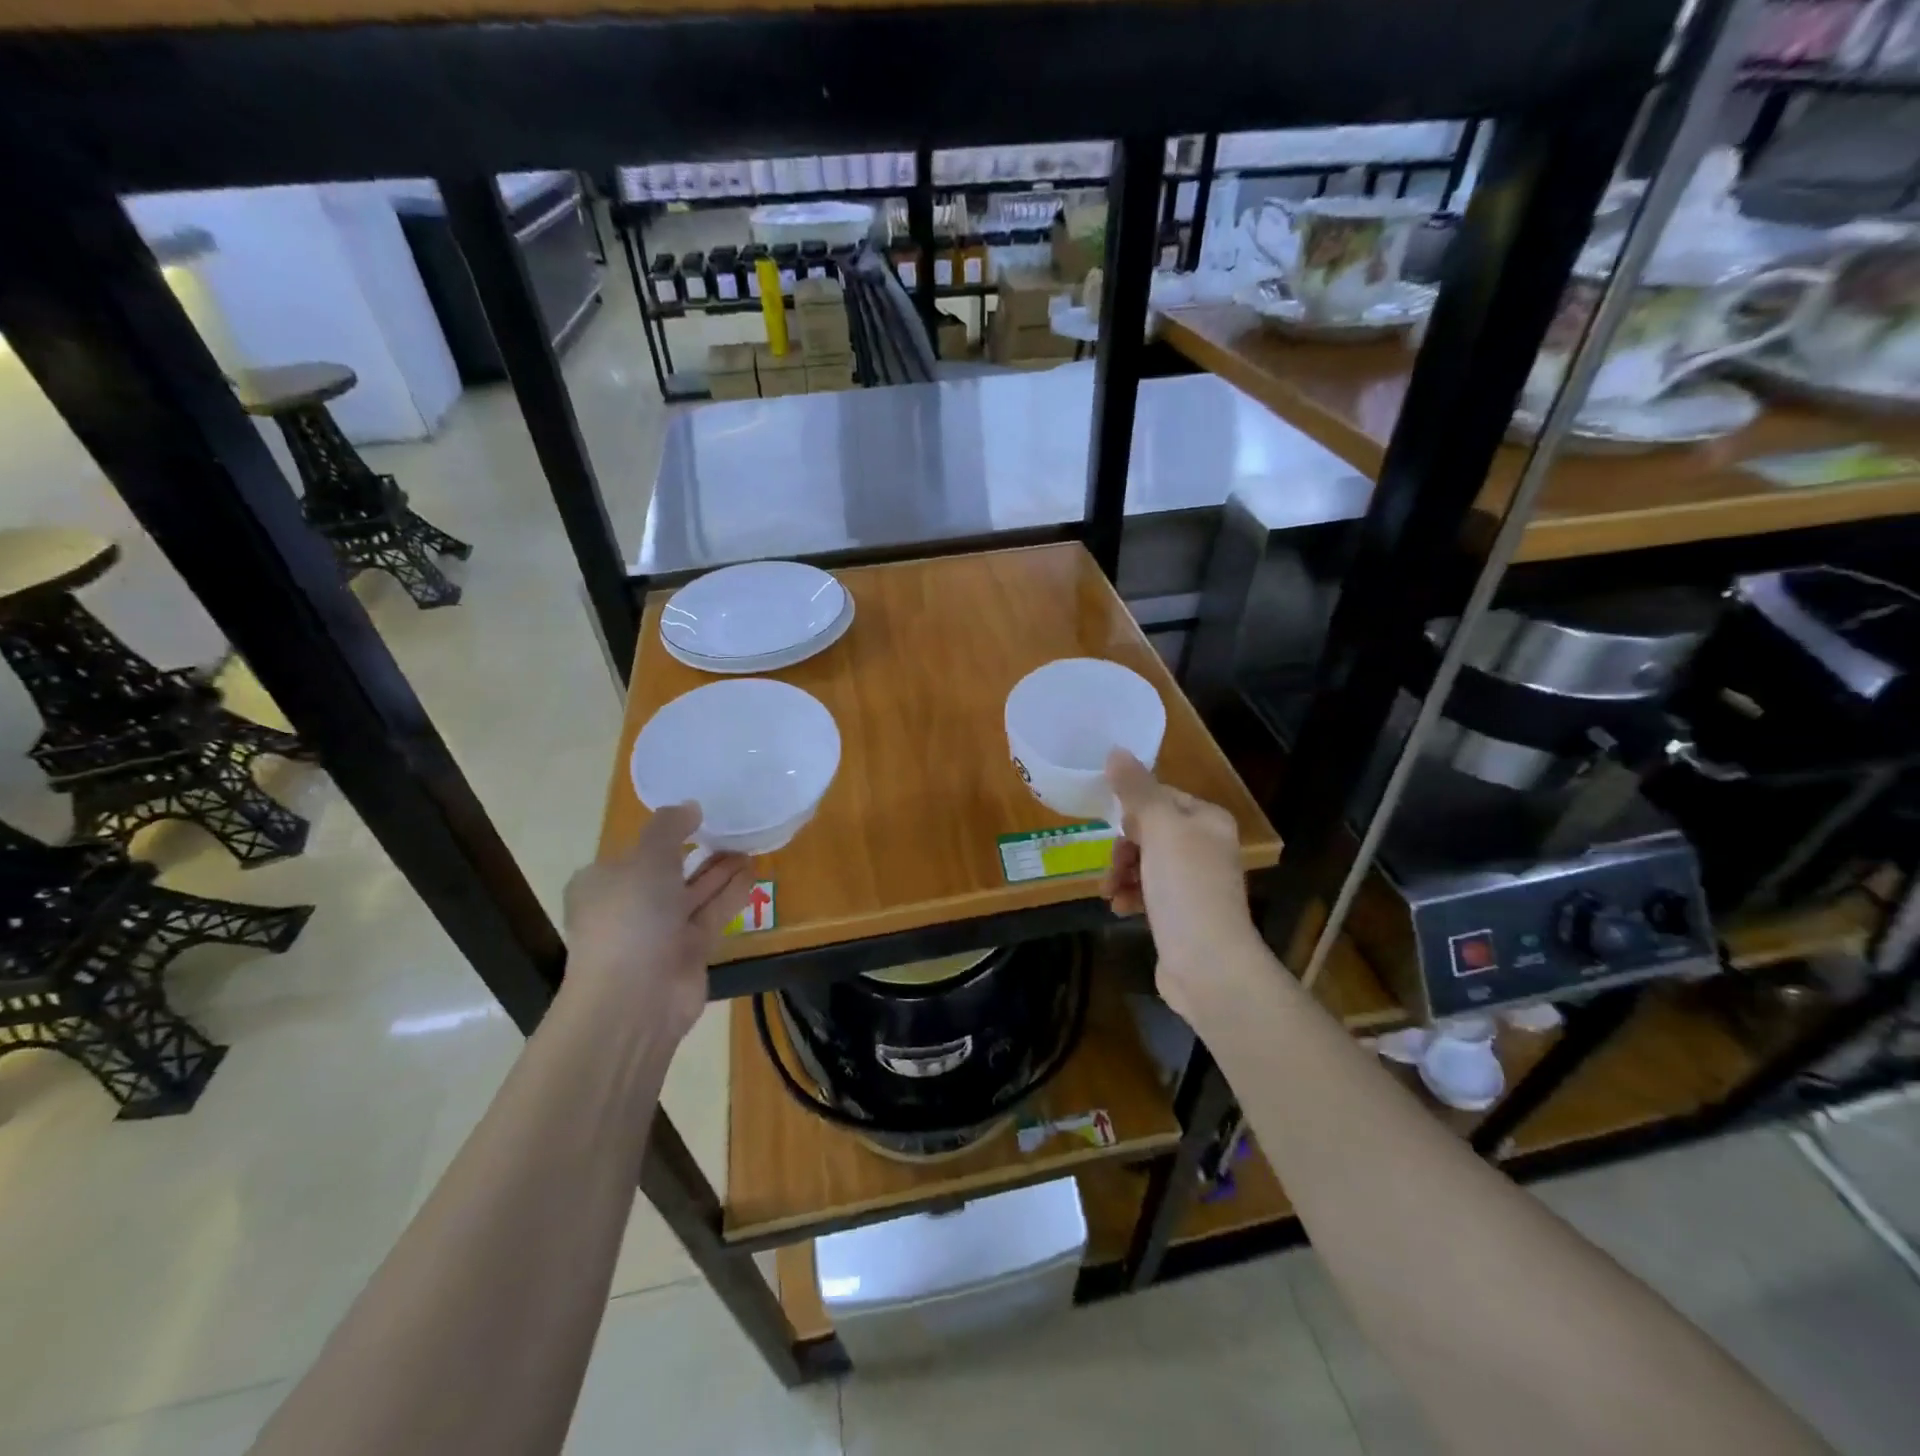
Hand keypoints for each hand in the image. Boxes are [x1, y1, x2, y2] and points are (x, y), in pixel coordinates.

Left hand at [560, 804, 752, 1045]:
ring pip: (696, 892)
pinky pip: (713, 914)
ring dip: (721, 871)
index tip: (698, 815)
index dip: (665, 833)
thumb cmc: (631, 918)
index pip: (636, 851)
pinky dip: (731, 894)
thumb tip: (690, 806)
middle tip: (732, 828)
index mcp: (604, 882)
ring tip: (749, 845)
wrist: (635, 998)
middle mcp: (631, 905)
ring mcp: (661, 931)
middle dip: (700, 851)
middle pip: (670, 871)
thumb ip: (669, 828)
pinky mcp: (689, 951)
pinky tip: (753, 873)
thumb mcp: (646, 859)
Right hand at [1101, 751, 1262, 1022]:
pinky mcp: (1181, 914)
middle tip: (1112, 866)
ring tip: (1109, 892)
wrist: (1209, 965)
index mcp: (1207, 820)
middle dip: (1123, 847)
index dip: (1132, 811)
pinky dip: (1130, 895)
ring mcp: (1194, 883)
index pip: (1161, 797)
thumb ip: (1137, 790)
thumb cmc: (1186, 888)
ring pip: (1144, 862)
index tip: (1114, 828)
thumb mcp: (1159, 830)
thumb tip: (1116, 750)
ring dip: (1121, 873)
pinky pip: (1147, 891)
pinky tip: (1118, 908)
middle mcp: (1205, 846)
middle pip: (1149, 830)